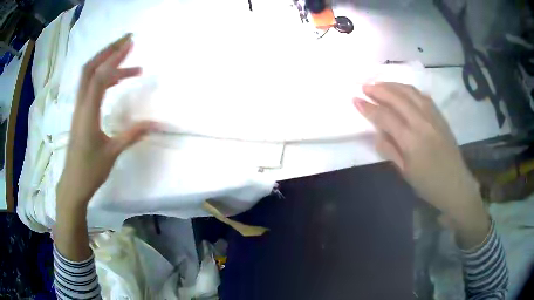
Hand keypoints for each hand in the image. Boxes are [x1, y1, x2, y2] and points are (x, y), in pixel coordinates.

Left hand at [56, 33, 157, 209]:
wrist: (72, 183)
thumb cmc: (90, 171)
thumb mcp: (113, 153)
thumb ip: (132, 135)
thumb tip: (155, 123)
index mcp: (88, 113)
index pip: (100, 77)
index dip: (115, 58)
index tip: (131, 44)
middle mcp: (81, 105)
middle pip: (90, 68)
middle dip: (108, 50)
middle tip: (127, 41)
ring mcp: (79, 107)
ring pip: (88, 75)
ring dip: (106, 62)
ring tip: (127, 58)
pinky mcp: (80, 112)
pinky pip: (90, 87)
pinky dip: (103, 77)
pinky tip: (116, 80)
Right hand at [354, 83, 489, 247]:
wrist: (456, 185)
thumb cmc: (428, 184)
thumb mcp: (405, 172)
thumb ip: (390, 149)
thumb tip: (377, 132)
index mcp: (411, 140)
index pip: (385, 117)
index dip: (369, 108)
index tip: (355, 100)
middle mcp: (422, 122)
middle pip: (397, 97)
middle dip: (379, 90)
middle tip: (365, 87)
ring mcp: (433, 116)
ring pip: (410, 92)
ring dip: (393, 85)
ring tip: (380, 85)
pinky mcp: (440, 116)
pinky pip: (422, 96)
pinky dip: (409, 90)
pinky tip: (402, 91)